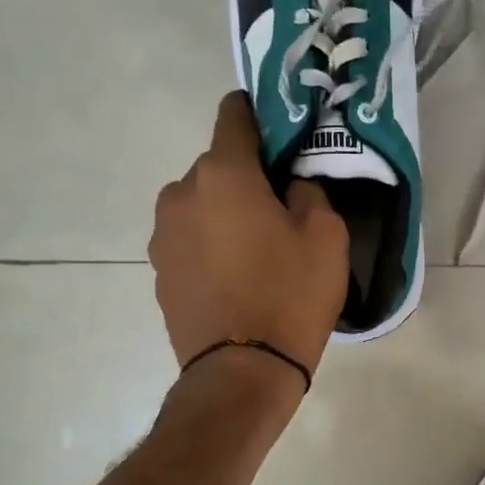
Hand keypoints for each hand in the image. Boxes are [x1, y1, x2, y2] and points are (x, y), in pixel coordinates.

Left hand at [150, 93, 348, 378]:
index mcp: (223, 173)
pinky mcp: (158, 269)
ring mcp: (163, 234)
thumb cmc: (290, 294)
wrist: (242, 372)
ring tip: (258, 249)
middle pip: (219, 166)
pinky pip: (191, 238)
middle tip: (282, 208)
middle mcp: (181, 193)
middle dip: (248, 177)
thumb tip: (290, 185)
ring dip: (226, 212)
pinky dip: (211, 244)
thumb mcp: (326, 235)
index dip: (260, 113)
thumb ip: (309, 191)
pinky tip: (237, 275)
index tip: (282, 130)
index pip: (234, 114)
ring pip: (202, 204)